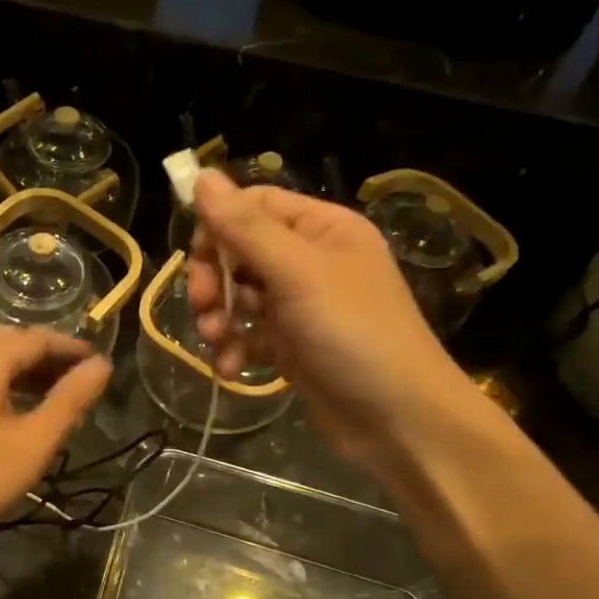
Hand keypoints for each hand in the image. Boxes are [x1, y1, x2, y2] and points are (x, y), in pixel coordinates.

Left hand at [0, 326, 111, 556]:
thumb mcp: (31, 443)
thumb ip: (69, 401)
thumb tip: (101, 365)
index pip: (36, 337)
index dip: (71, 347)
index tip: (100, 365)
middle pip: (10, 344)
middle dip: (48, 357)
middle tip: (80, 381)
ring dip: (26, 373)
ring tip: (57, 399)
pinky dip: (4, 387)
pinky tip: (18, 416)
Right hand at [186, 170, 470, 470]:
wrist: (400, 422)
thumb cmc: (354, 334)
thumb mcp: (298, 272)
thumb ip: (246, 227)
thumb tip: (201, 176)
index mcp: (322, 228)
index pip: (254, 205)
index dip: (218, 226)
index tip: (198, 258)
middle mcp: (311, 260)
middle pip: (239, 251)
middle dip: (213, 279)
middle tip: (203, 306)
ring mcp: (301, 306)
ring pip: (238, 295)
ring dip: (218, 317)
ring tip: (217, 342)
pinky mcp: (293, 346)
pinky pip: (249, 334)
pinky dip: (234, 349)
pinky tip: (231, 369)